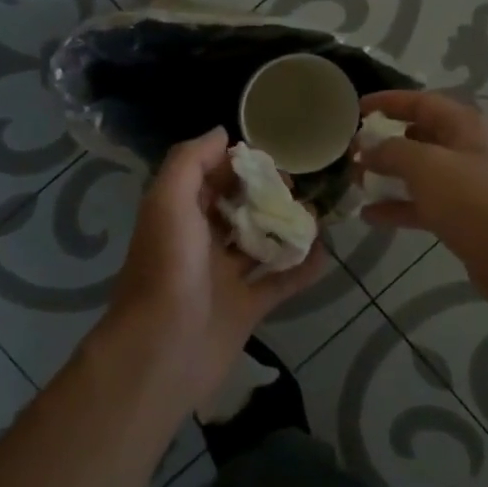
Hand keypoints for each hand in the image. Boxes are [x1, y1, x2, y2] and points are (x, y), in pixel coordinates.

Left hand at [104, 128, 326, 410]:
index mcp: (179, 214)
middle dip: (266, 193)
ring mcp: (223, 277)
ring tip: (317, 214)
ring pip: (260, 243)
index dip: (237, 163)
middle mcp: (200, 241)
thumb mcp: (169, 200)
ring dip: (286, 227)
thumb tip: (221, 133)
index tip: (271, 155)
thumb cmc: (167, 268)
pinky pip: (278, 283)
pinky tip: (326, 253)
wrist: (161, 353)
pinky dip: (301, 269)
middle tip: (297, 185)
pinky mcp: (245, 309)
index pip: (211, 177)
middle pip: (238, 207)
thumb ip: (190, 161)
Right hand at [354, 89, 487, 315]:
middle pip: (420, 136)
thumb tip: (366, 147)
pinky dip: (398, 207)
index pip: (420, 101)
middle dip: (384, 141)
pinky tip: (369, 215)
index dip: (387, 102)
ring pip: (419, 172)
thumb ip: (391, 151)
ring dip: (388, 175)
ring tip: (354, 181)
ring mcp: (466, 185)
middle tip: (351, 150)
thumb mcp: (426, 166)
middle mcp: (467, 149)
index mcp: (464, 126)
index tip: (355, 109)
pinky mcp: (463, 217)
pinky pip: (424, 204)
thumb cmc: (473, 200)